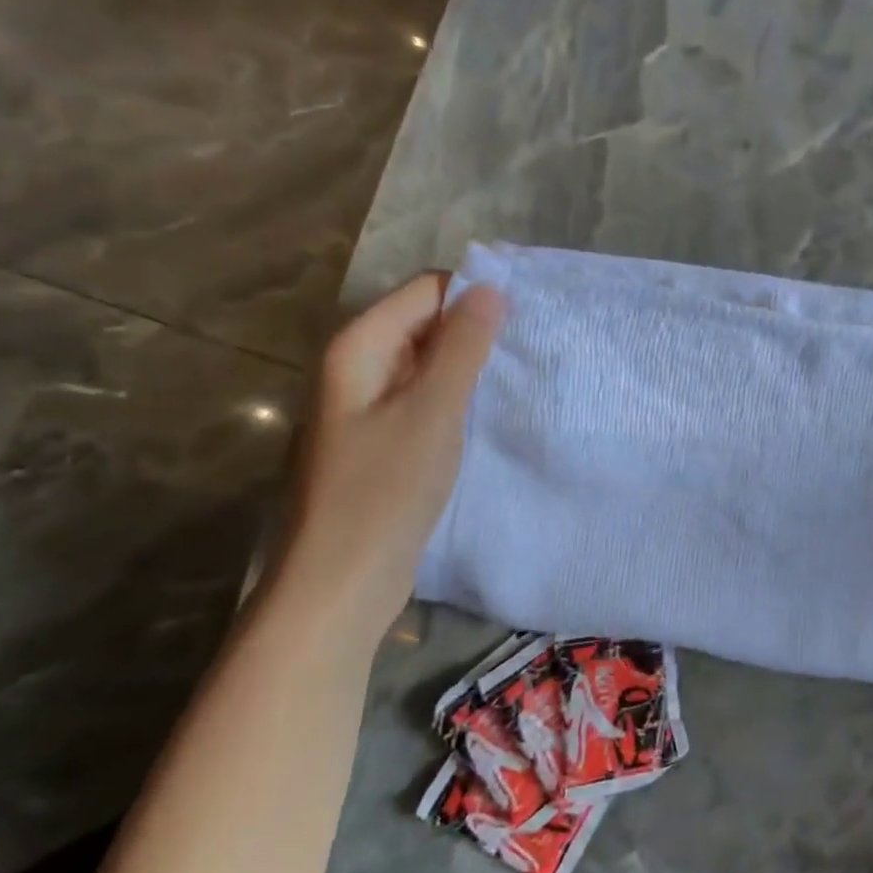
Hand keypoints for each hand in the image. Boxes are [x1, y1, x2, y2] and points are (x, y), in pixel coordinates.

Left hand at [273, 273, 502, 628]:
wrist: (342, 583)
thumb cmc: (384, 492)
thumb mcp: (432, 412)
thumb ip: (462, 347)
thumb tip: (490, 288)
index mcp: (359, 348)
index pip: (425, 291)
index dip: (475, 297)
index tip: (527, 318)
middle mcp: (357, 369)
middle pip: (425, 325)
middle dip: (475, 332)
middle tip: (529, 351)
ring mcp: (367, 408)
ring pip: (428, 366)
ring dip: (470, 369)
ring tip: (519, 380)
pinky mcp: (382, 443)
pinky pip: (425, 402)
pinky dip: (457, 401)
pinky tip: (489, 416)